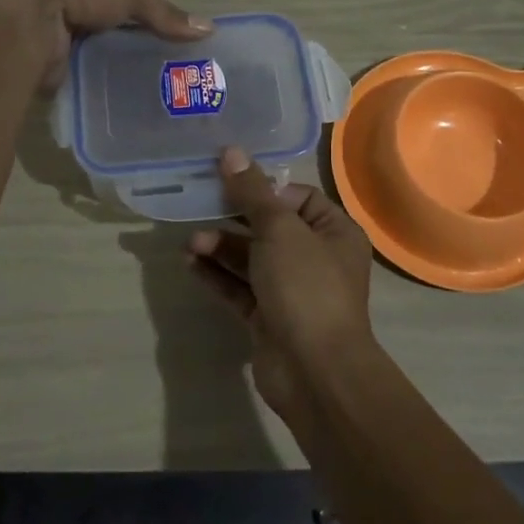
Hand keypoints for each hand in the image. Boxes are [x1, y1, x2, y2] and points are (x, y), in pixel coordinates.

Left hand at [0, 0, 210, 88]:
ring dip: (118, 69)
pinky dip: (102, 87)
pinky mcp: (50, 66)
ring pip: (97, 55)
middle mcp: (67, 5)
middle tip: (172, 73)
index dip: (148, 16)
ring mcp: (56, 36)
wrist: (26, 20)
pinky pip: (84, 77)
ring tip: (156, 92)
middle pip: (110, 28)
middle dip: (135, 46)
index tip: (175, 41)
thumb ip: (165, 13)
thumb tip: (209, 29)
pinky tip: (127, 102)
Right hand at [188, 147, 374, 418]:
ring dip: (220, 247)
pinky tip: (191, 264)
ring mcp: (291, 291)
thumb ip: (252, 192)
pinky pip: (240, 288)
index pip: (296, 198)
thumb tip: (232, 151)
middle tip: (199, 207)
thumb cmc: (306, 287)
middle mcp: (316, 258)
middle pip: (269, 227)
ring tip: (190, 243)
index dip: (263, 189)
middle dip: (233, 218)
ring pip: (251, 259)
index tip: (228, 181)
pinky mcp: (268, 318)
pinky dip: (217, 275)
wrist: (315, 371)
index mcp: (333, 232)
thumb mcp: (279, 230)